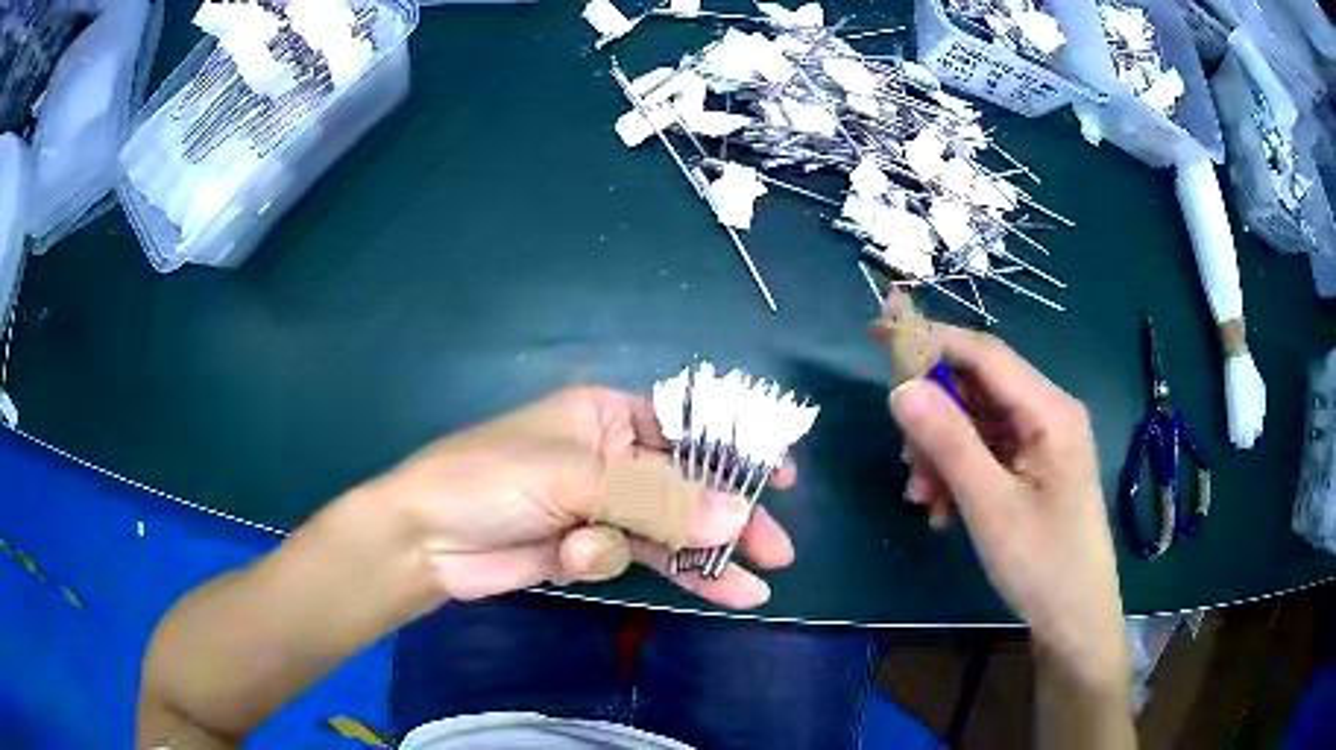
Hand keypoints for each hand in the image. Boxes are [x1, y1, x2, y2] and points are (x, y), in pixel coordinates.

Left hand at [358, 386, 795, 609]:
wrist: (425, 540)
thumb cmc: (491, 480)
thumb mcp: (574, 477)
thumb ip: (657, 499)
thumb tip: (736, 516)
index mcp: (605, 417)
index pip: (685, 429)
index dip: (734, 452)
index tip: (781, 478)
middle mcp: (609, 458)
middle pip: (685, 487)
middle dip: (728, 520)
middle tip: (776, 551)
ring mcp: (599, 507)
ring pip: (665, 531)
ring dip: (701, 559)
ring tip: (750, 589)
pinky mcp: (585, 549)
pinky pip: (629, 557)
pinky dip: (632, 567)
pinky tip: (624, 574)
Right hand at [879, 325, 1128, 687]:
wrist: (1075, 619)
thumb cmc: (1041, 563)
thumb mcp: (989, 504)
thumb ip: (948, 441)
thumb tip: (901, 388)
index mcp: (1050, 410)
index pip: (984, 353)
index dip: (931, 339)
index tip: (878, 336)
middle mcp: (1049, 413)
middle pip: (979, 387)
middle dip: (935, 416)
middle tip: (905, 458)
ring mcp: (1043, 441)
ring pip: (978, 422)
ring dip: (942, 452)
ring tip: (922, 497)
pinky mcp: (1035, 467)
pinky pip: (987, 451)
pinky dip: (958, 472)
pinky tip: (942, 510)